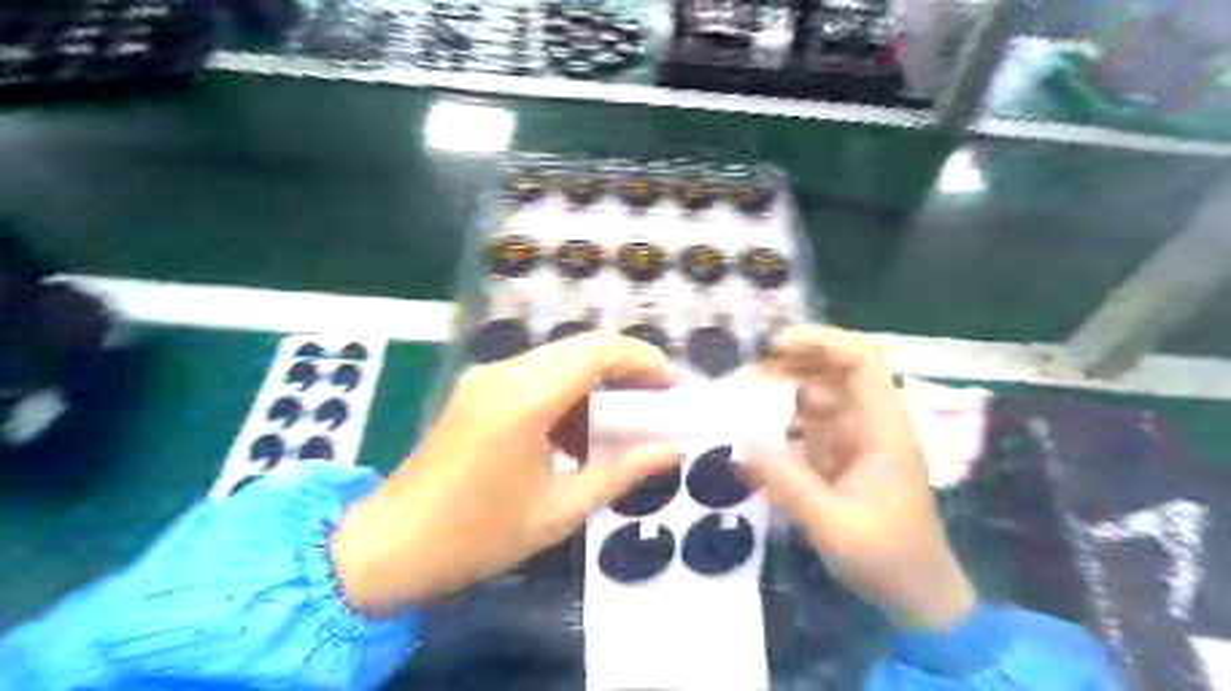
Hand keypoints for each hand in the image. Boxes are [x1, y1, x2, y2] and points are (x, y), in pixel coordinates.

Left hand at [330, 332, 683, 612]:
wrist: (390, 545)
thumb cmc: (477, 536)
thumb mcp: (559, 510)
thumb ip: (621, 472)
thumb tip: (672, 449)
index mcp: (524, 400)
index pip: (595, 353)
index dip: (641, 359)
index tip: (672, 382)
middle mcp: (504, 374)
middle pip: (579, 346)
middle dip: (625, 364)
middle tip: (658, 394)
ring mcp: (486, 377)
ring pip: (558, 357)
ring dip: (596, 376)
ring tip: (627, 412)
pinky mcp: (477, 389)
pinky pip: (535, 373)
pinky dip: (568, 388)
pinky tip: (580, 427)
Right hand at [746, 324, 976, 632]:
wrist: (918, 596)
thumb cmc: (886, 557)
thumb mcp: (831, 522)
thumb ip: (785, 481)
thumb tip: (741, 440)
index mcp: (882, 429)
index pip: (862, 362)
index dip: (822, 342)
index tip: (777, 346)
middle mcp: (870, 424)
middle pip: (835, 372)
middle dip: (792, 364)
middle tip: (746, 375)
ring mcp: (855, 440)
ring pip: (818, 397)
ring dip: (782, 391)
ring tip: (741, 399)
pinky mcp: (841, 458)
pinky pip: (809, 426)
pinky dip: (782, 421)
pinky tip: (755, 432)